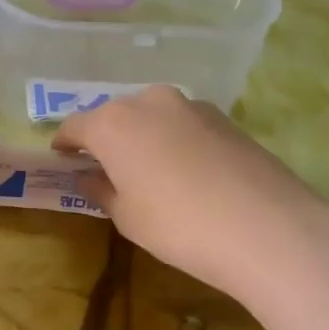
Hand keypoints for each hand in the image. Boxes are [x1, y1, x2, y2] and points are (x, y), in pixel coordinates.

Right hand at [52, 86, 328, 300]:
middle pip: (115, 115)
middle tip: (105, 168)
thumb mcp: (127, 216)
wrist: (267, 228)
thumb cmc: (178, 226)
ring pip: (152, 116)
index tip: (61, 159)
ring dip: (142, 137)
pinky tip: (185, 172)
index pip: (75, 126)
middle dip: (105, 138)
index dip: (65, 144)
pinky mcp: (225, 117)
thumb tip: (90, 176)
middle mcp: (149, 101)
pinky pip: (183, 124)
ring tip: (147, 171)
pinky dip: (174, 140)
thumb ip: (101, 189)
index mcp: (113, 123)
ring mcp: (191, 105)